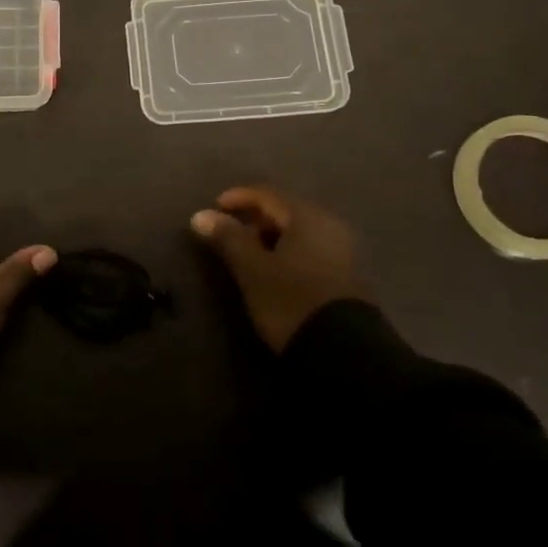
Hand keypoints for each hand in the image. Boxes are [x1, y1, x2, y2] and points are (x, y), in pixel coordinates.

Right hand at [190, 186, 362, 351]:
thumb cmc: (291, 301)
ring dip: (271, 238)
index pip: (267, 194)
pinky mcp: (347, 276)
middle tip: (229, 236)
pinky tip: (275, 272)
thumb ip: (228, 239)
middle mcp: (329, 225)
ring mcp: (343, 250)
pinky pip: (311, 250)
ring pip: (299, 232)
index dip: (237, 197)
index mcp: (307, 216)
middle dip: (254, 219)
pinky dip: (288, 253)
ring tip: (248, 257)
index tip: (214, 209)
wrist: (344, 353)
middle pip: (285, 210)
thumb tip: (200, 215)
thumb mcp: (253, 270)